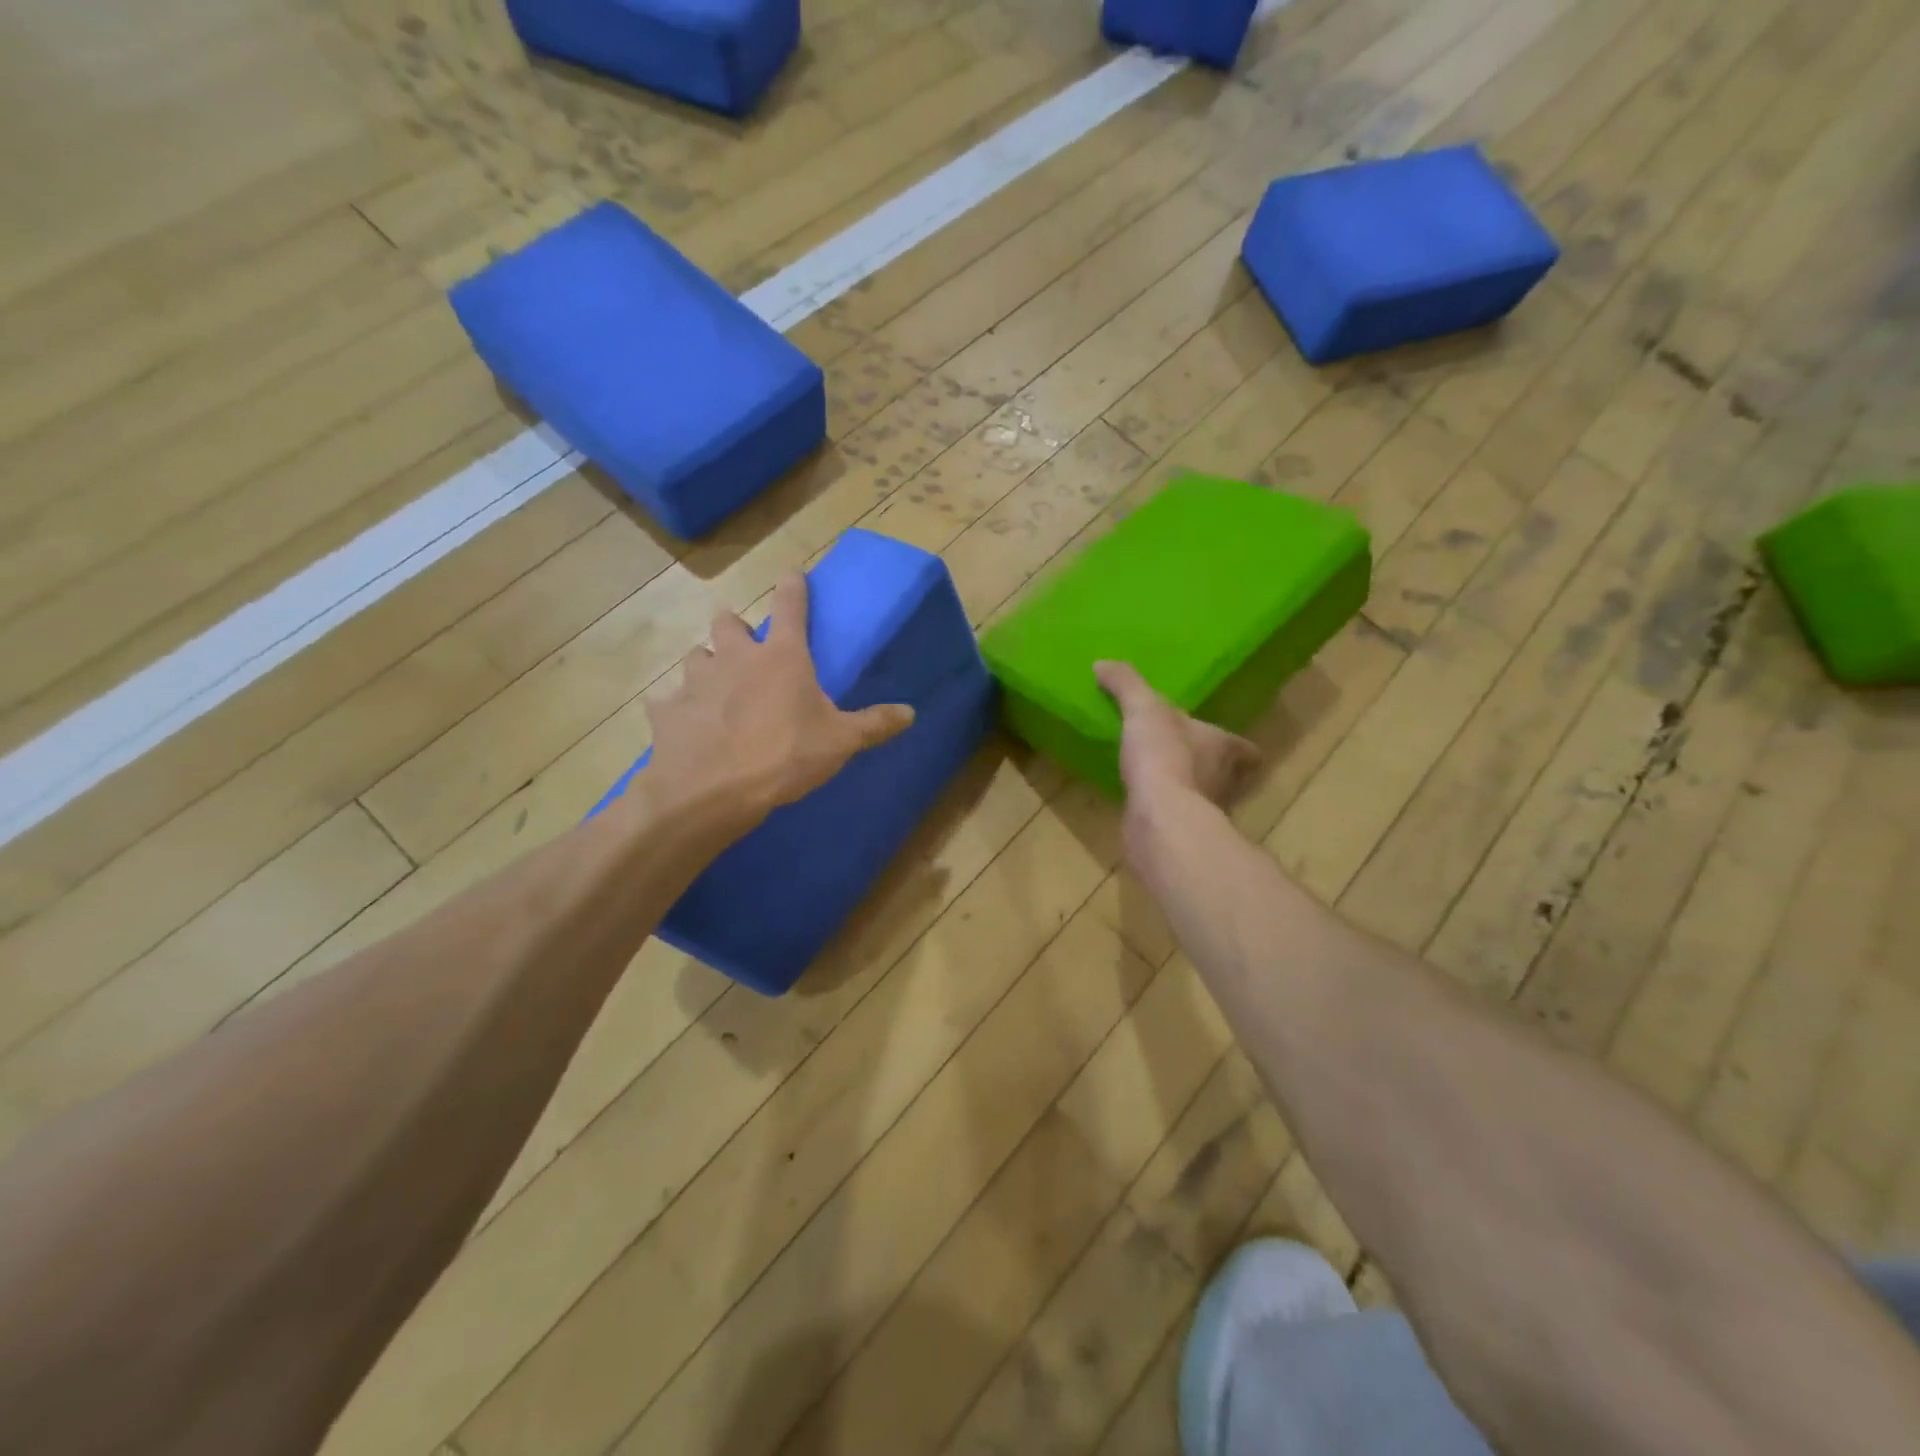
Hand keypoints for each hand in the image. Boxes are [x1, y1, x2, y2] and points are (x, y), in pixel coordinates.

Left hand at [647, 574, 914, 826]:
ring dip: (707, 665)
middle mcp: (734, 657)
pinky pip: (669, 701)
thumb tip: (911, 713)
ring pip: (696, 656)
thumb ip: (874, 724)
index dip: (793, 587)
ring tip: (716, 688)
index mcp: (781, 657)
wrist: (712, 792)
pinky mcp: (666, 711)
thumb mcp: (840, 742)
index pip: (789, 606)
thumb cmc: (784, 757)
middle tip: (744, 645)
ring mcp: (695, 681)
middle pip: (727, 622)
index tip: (792, 573)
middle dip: (735, 626)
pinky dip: (678, 709)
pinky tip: (687, 726)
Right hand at [1094, 661, 1258, 807]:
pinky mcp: (1183, 835)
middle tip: (1183, 758)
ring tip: (1159, 779)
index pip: (1246, 751)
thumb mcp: (1143, 709)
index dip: (1237, 747)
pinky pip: (1175, 818)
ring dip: (1185, 791)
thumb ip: (1126, 684)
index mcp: (1225, 748)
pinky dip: (1164, 812)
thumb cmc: (1164, 755)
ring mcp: (1206, 812)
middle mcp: (1225, 782)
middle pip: (1226, 775)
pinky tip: (1143, 803)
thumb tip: (1102, 663)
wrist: (1160, 817)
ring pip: (1202, 799)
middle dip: (1207, 768)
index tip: (1220, 743)